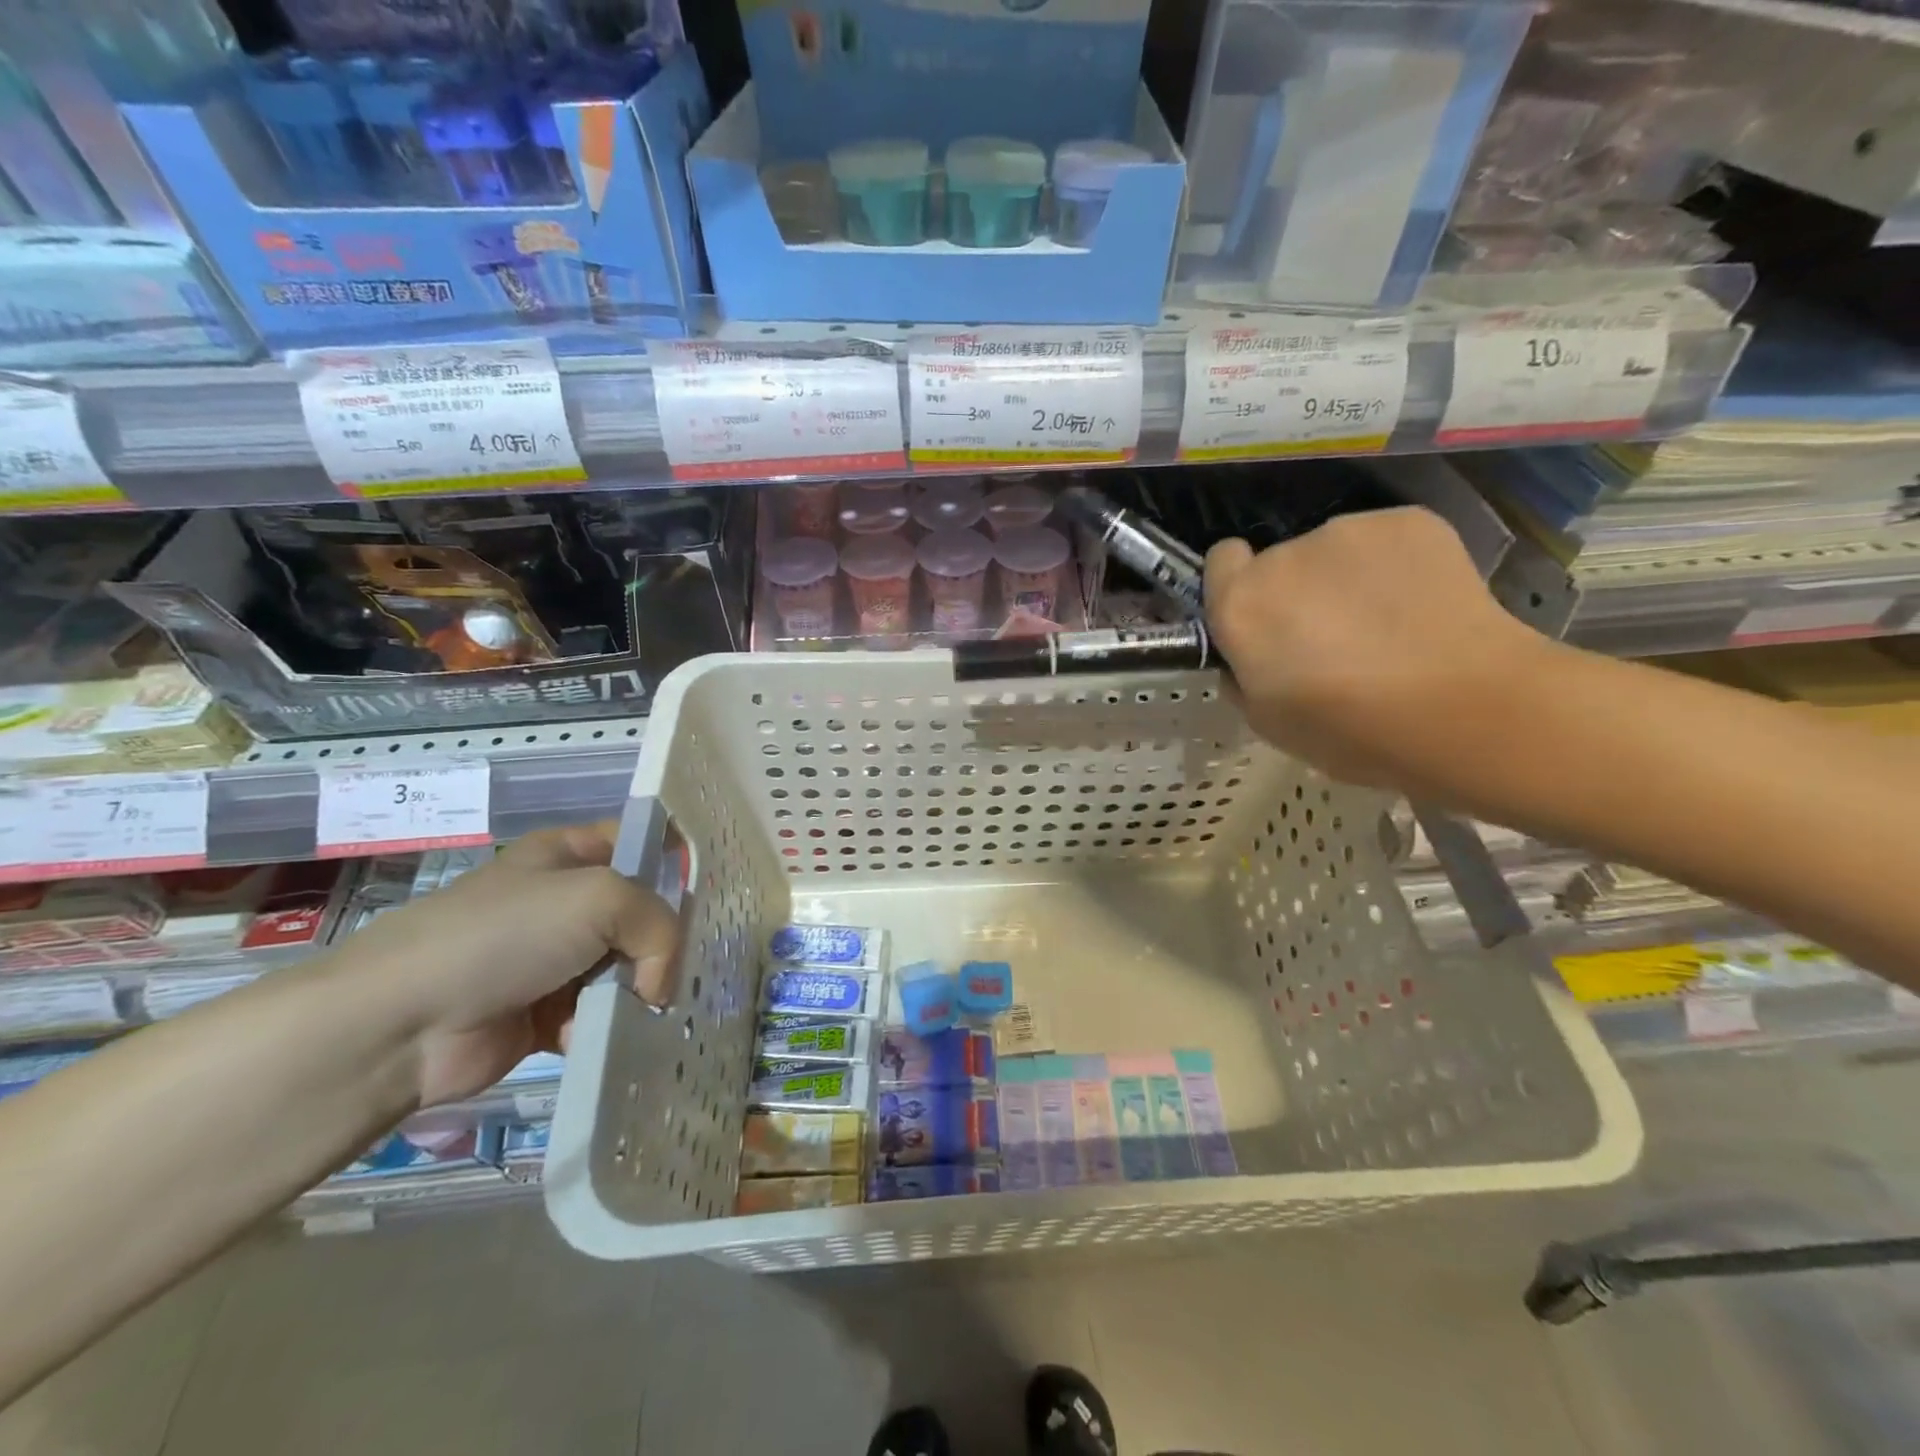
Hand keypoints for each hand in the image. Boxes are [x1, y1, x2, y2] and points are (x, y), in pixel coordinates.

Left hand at [340, 824, 678, 1107]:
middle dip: (665, 940)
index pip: (641, 842)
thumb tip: (659, 984)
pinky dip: (610, 1026)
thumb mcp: (601, 898)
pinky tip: (610, 1036)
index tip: (713, 894)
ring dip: (640, 990)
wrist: (404, 1022)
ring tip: (651, 1009)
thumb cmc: (505, 935)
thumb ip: (658, 926)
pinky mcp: (545, 1014)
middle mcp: (566, 902)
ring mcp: (554, 959)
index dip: (677, 861)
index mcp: (570, 854)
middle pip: (641, 912)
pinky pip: (599, 1014)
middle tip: (688, 964)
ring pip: (626, 967)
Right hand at [1204, 507, 1547, 791]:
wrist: (1465, 709)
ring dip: (1345, 579)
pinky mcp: (1409, 521)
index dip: (1237, 587)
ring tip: (1387, 626)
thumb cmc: (1351, 731)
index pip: (1221, 561)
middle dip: (1297, 591)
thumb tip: (1250, 656)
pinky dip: (1395, 568)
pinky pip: (1385, 542)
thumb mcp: (1267, 722)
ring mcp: (1349, 531)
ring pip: (1334, 552)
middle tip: (1333, 639)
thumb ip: (1243, 675)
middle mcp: (1284, 555)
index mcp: (1242, 605)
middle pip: (1280, 561)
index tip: (1262, 619)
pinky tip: (1422, 607)